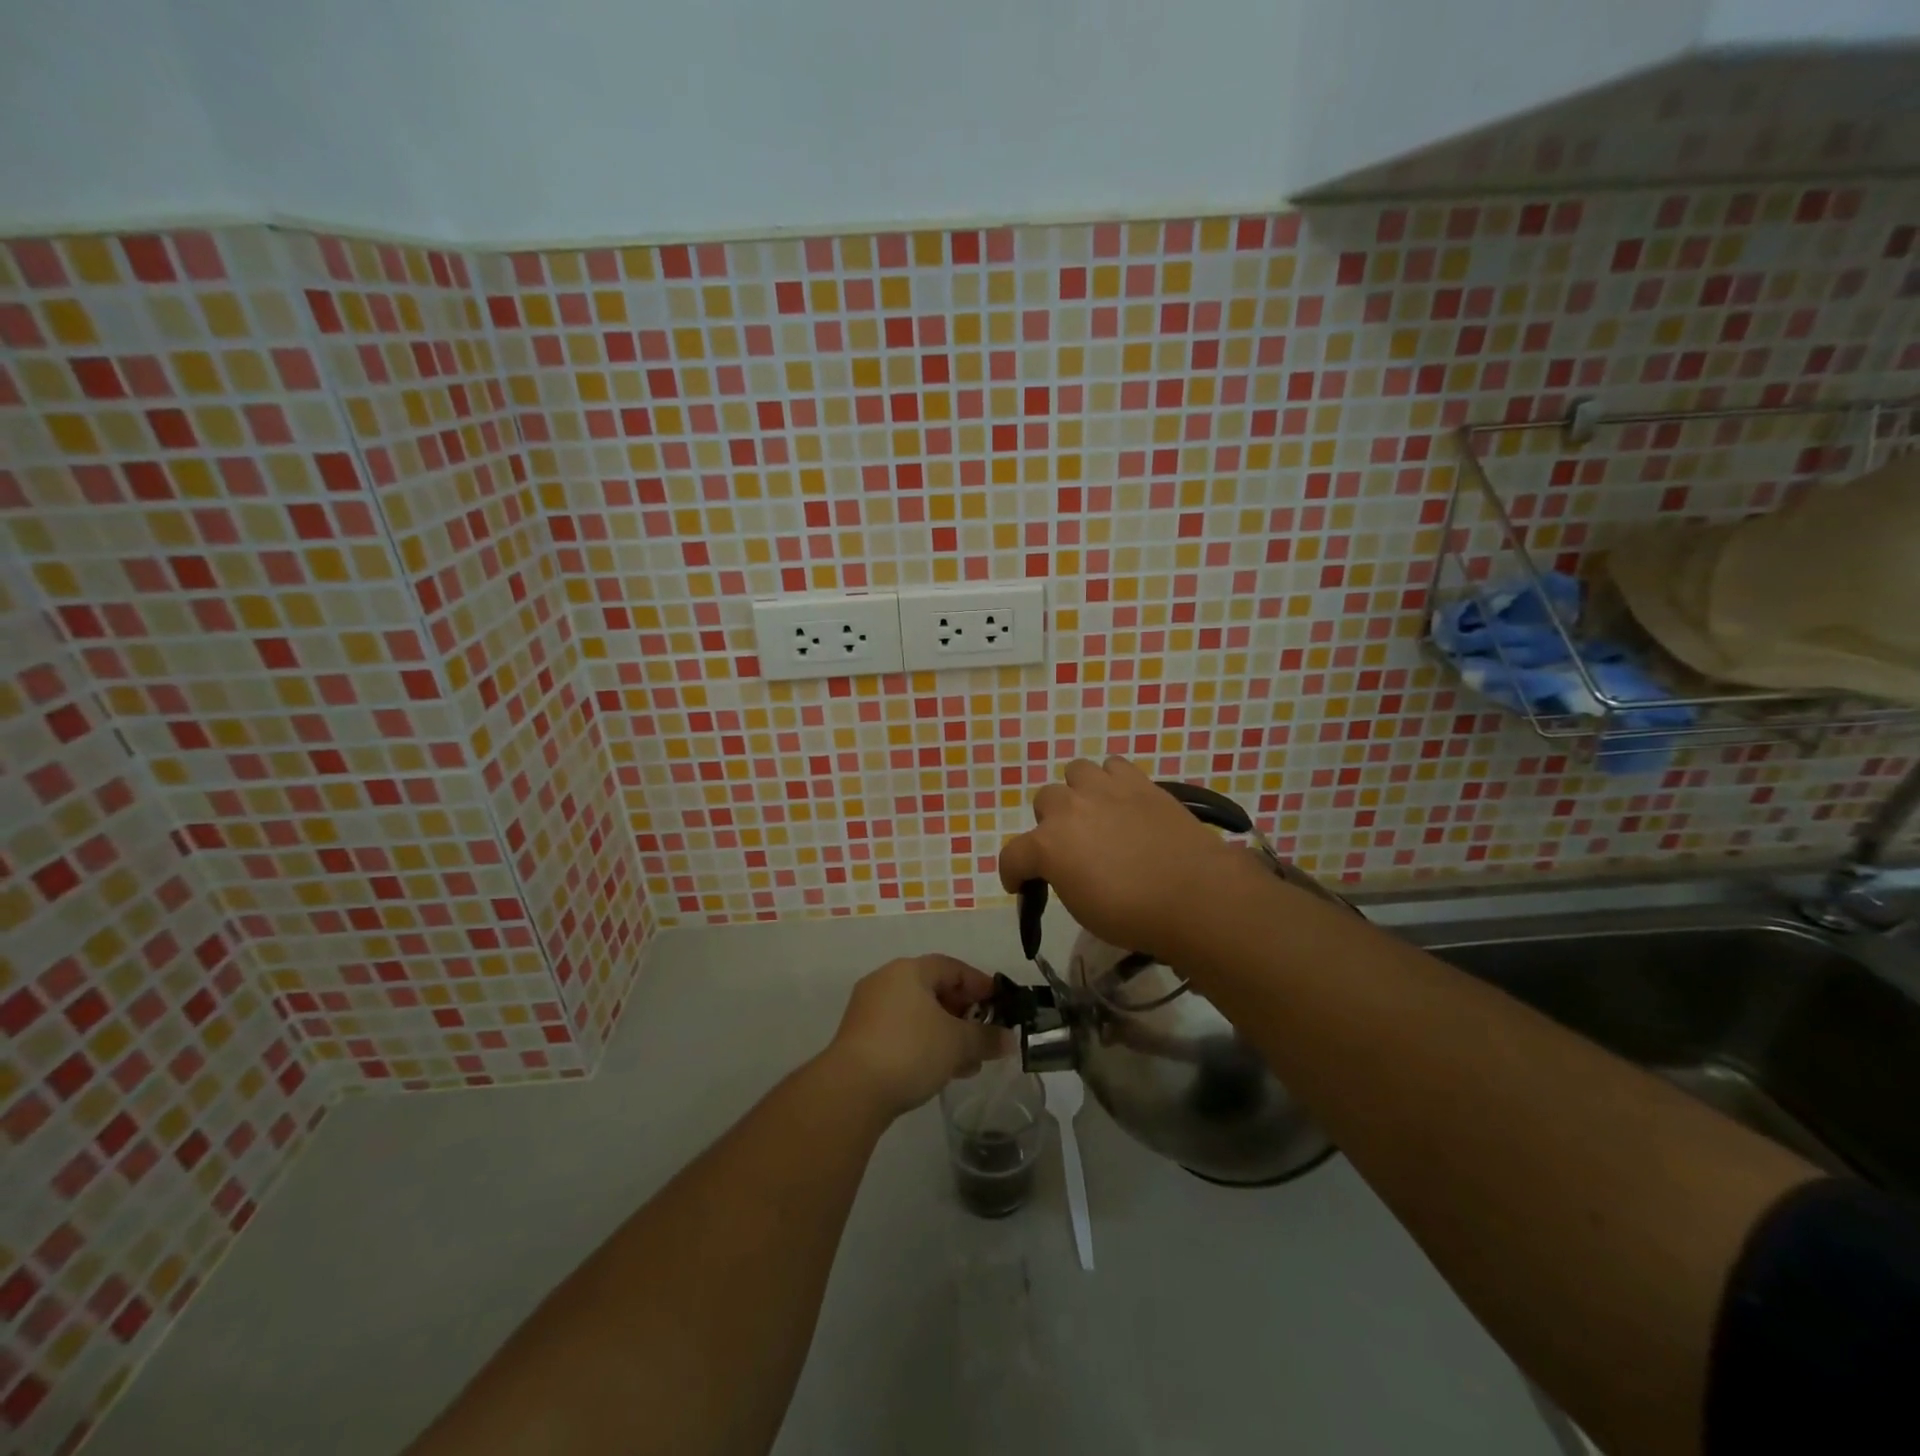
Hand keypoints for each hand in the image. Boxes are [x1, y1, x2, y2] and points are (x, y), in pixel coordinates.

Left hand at [826, 955, 1007, 1119]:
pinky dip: (925, 1043)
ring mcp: (869, 1010)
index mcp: (909, 970)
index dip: (980, 984)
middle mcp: (886, 981)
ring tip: (969, 1061)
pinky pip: (902, 1031)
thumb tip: (1010, 1039)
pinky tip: (941, 1070)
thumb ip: (987, 1038)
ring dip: (946, 1033)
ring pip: (918, 1014)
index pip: (952, 967)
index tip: (1001, 1004)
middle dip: (964, 1013)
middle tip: (985, 1034)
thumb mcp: (958, 1043)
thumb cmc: (910, 1050)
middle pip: (934, 989)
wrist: (851, 1090)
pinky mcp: (860, 1038)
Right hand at [997, 757, 1259, 959]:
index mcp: (1048, 845)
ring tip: (1095, 813)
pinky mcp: (1138, 782)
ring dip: (1079, 792)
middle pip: (1043, 801)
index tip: (1021, 885)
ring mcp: (1104, 789)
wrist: (1194, 896)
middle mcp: (1068, 808)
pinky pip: (1113, 767)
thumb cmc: (1133, 915)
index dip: (1013, 873)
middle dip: (1050, 823)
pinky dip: (1112, 781)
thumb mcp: (1082, 909)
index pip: (1013, 856)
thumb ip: (1062, 878)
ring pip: (1076, 772)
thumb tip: (1065, 868)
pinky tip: (1122, 801)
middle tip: (1070, 846)